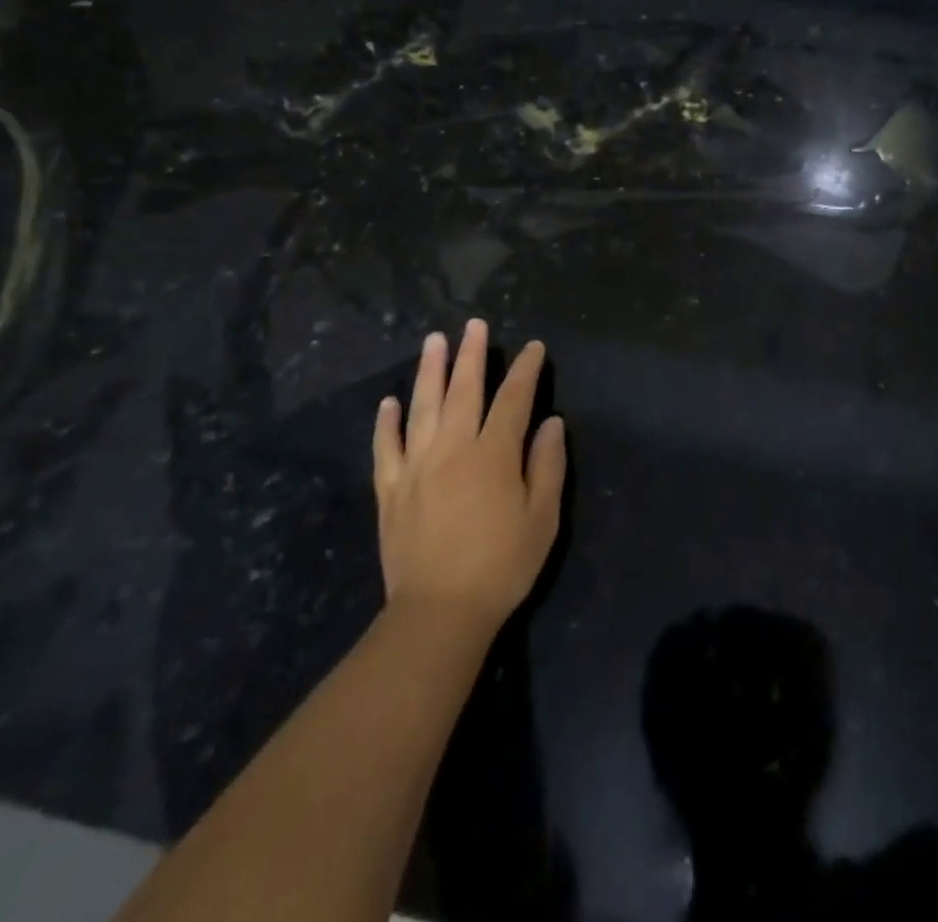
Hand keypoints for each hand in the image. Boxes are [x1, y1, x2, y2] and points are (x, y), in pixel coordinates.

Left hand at [373, 319, 566, 628]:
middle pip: (463, 390)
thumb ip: (548, 465)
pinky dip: (386, 422)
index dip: (525, 370)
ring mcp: (417, 466)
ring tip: (433, 341)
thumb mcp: (543, 518)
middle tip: (473, 325)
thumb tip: (551, 423)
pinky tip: (389, 402)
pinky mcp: (391, 489)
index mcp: (494, 454)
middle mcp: (453, 448)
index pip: (513, 399)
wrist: (439, 613)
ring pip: (422, 407)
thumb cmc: (502, 564)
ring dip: (429, 371)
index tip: (533, 348)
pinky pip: (386, 447)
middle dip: (471, 355)